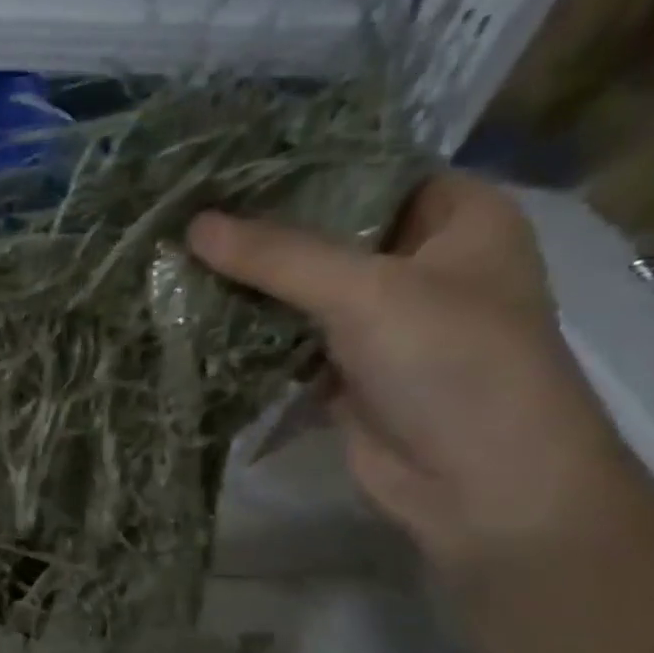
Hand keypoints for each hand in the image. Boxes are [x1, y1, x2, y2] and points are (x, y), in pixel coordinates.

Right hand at [188, 174, 631, 571]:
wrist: (480, 485)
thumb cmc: (452, 364)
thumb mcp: (366, 292)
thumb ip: (277, 256)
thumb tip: (192, 225)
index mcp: (458, 220)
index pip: (369, 172)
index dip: (300, 169)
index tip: (223, 167)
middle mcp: (419, 264)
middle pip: (326, 234)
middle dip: (258, 234)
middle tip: (183, 215)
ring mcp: (379, 322)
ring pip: (299, 291)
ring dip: (245, 287)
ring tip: (173, 261)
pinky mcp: (343, 371)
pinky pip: (285, 340)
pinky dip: (247, 334)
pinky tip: (192, 317)